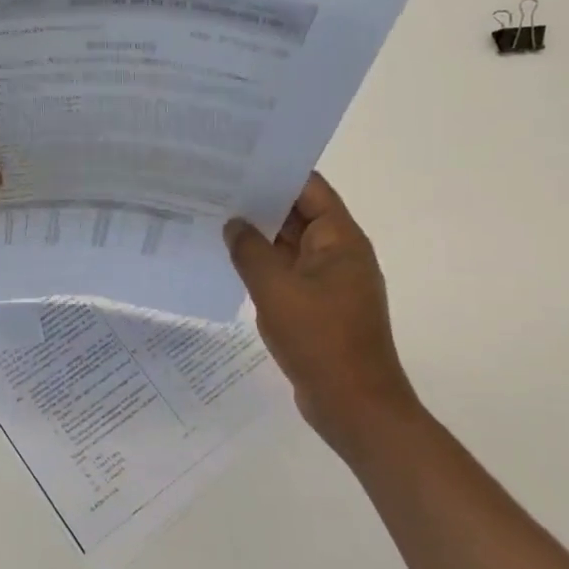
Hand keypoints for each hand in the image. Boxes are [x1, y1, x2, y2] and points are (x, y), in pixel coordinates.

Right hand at [226, 172, 416, 453]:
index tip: (237, 162)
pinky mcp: (318, 307)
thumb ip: (249, 251)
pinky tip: (229, 263)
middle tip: (214, 188)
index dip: (275, 172)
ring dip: (258, 236)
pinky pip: (287, 274)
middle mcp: (338, 254)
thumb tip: (233, 224)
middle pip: (298, 214)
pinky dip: (263, 266)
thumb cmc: (320, 340)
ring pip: (289, 247)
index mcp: (340, 239)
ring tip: (214, 219)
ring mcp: (328, 282)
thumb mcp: (276, 290)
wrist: (355, 406)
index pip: (309, 188)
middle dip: (259, 202)